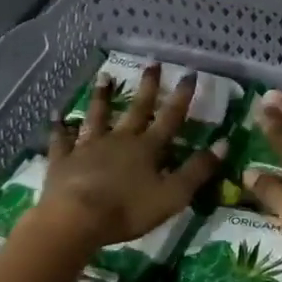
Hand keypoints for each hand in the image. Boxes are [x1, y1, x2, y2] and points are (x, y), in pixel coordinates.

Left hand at [33, 64, 224, 248]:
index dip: (182, 96)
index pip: (170, 118)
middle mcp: (120, 140)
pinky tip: (56, 115)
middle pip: (136, 109)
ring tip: (103, 76)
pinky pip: (61, 140)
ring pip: (97, 116)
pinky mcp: (63, 160)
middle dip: (147, 86)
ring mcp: (89, 147)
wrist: (76, 220)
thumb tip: (225, 143)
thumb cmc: (128, 210)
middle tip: (152, 62)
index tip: (190, 73)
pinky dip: (59, 127)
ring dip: (101, 96)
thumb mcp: (173, 195)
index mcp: (147, 148)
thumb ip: (198, 170)